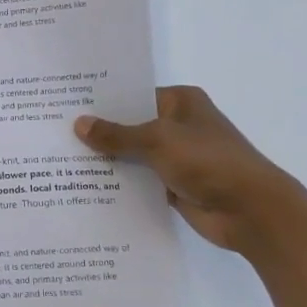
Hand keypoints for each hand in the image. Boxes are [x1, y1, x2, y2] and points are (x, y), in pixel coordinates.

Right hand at [74, 86, 301, 253]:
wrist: (251, 210)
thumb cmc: (208, 161)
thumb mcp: (158, 140)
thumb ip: (117, 135)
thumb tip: (79, 124)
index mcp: (181, 102)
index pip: (133, 95)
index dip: (102, 102)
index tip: (66, 106)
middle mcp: (178, 125)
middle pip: (130, 126)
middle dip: (99, 133)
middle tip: (55, 134)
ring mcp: (176, 157)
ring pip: (133, 155)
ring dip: (107, 161)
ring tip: (61, 162)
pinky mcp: (173, 185)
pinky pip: (139, 181)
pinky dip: (120, 184)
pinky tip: (86, 187)